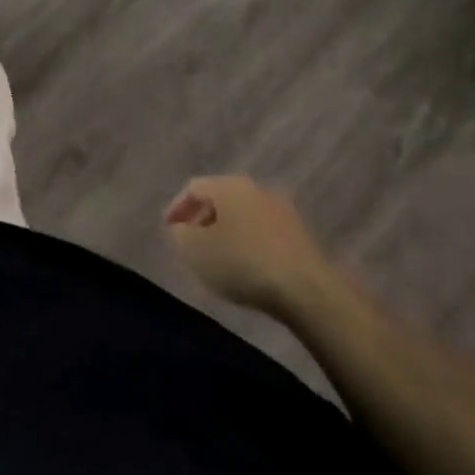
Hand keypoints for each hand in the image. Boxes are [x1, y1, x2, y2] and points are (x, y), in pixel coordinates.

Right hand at [165, 175, 332, 316]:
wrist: (307, 288)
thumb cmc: (243, 263)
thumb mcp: (196, 252)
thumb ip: (180, 235)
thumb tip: (181, 228)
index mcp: (228, 185)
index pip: (194, 187)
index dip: (176, 207)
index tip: (168, 230)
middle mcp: (255, 188)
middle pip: (220, 198)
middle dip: (202, 219)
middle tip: (191, 243)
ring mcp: (281, 209)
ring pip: (243, 214)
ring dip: (226, 231)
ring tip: (217, 258)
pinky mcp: (299, 234)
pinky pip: (262, 231)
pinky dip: (247, 243)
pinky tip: (246, 267)